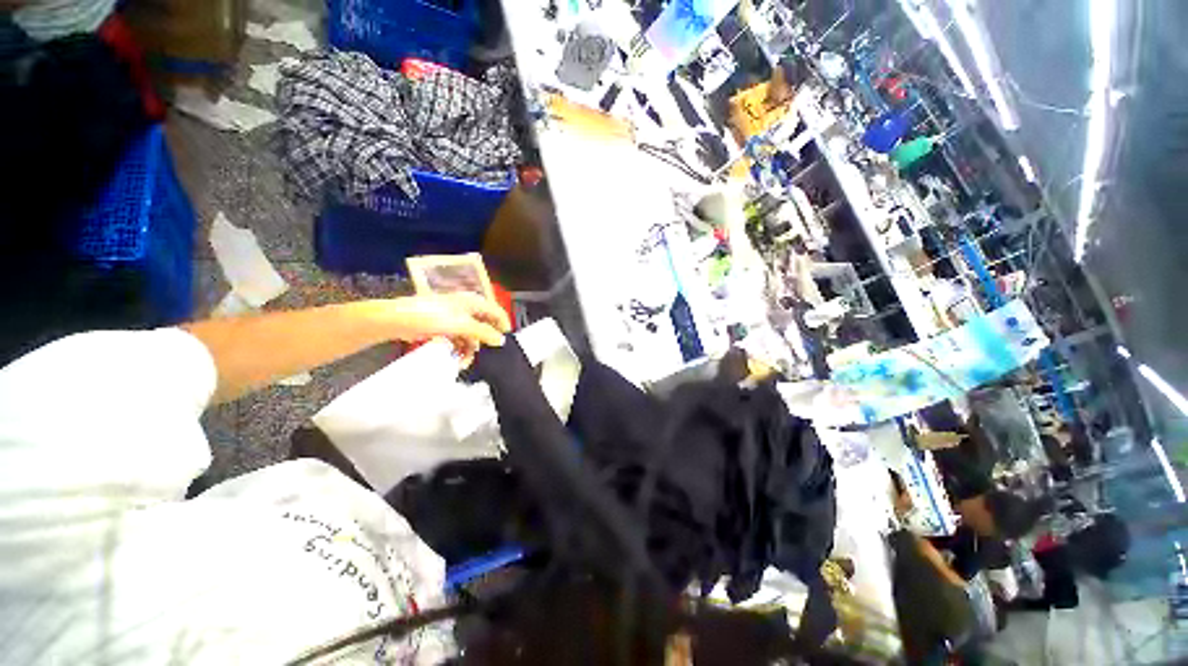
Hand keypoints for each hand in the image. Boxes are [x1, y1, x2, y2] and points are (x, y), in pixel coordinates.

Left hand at [385, 293, 510, 363]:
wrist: (397, 320)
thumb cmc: (432, 317)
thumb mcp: (463, 325)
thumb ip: (485, 333)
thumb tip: (501, 341)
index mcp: (473, 301)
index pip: (497, 311)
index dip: (504, 325)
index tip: (506, 342)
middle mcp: (466, 308)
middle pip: (484, 325)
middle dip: (484, 342)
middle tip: (486, 356)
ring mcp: (454, 318)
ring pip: (471, 335)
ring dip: (469, 350)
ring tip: (463, 362)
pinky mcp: (443, 327)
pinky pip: (458, 339)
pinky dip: (459, 349)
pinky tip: (455, 359)